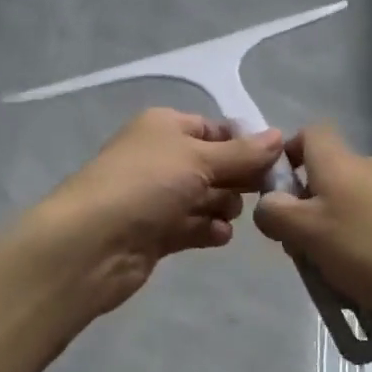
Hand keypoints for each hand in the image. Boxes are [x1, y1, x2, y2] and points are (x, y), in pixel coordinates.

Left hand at [34, 108, 284, 314]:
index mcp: (165, 127)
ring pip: (205, 197)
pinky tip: (218, 235)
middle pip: (213, 164)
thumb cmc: (146, 184)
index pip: (215, 129)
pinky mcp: (155, 233)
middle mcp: (161, 157)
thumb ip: (243, 152)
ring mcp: (157, 197)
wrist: (91, 243)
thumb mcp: (199, 158)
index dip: (244, 143)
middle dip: (237, 177)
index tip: (273, 162)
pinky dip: (208, 229)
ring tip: (228, 215)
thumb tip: (279, 135)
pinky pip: (192, 226)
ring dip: (223, 205)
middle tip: (262, 192)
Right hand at [253, 124, 371, 328]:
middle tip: (303, 250)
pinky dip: (364, 243)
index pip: (308, 133)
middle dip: (307, 209)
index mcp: (340, 161)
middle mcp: (370, 165)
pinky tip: (370, 279)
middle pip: (326, 174)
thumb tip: (268, 202)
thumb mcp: (309, 235)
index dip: (287, 156)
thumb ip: (277, 214)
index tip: (278, 195)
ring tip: (336, 275)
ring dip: (335, 231)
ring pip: (350, 202)